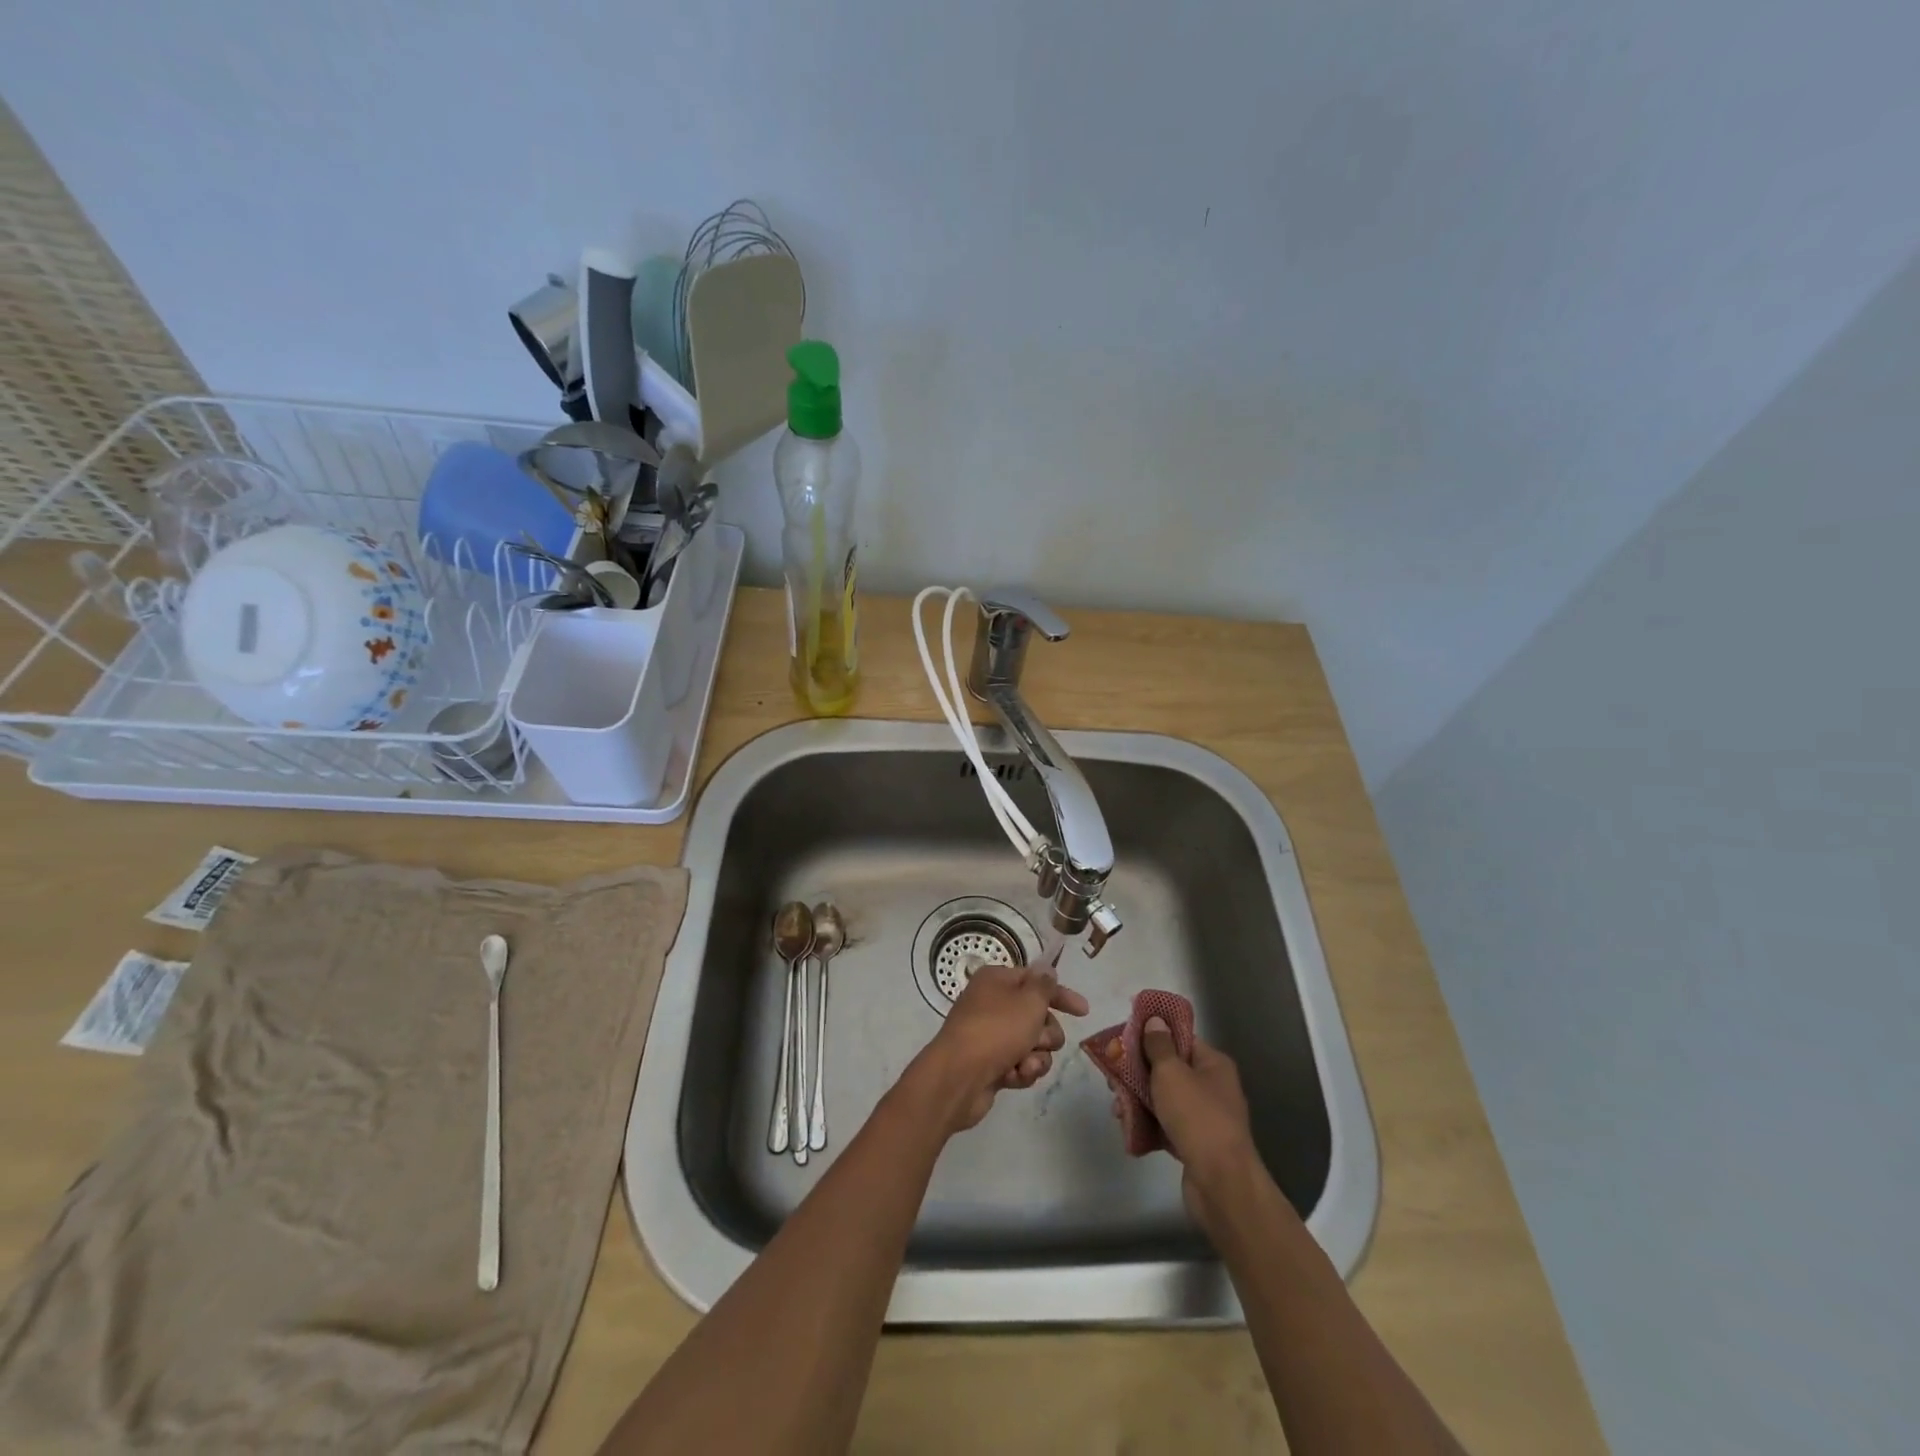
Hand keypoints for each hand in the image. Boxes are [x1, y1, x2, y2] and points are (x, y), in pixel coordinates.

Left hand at [913, 962, 1089, 1132]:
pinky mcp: (991, 1064)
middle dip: (1046, 1033)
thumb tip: (1046, 970)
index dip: (1061, 996)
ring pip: (1033, 1045)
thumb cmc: (996, 1031)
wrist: (958, 1077)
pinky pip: (1020, 1065)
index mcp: (997, 980)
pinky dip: (1021, 1071)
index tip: (1084, 1011)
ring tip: (1024, 1064)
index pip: (1036, 981)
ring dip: (1035, 1057)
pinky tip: (1012, 1077)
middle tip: (1038, 1041)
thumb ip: (1044, 985)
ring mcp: (990, 1036)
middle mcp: (992, 1004)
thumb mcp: (1028, 1002)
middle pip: (1038, 1016)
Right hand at [1129, 1017, 1260, 1228]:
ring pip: (1163, 1098)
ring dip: (1138, 1099)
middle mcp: (1212, 1087)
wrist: (1221, 1184)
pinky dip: (1147, 1123)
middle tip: (1112, 1076)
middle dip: (1138, 1072)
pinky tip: (1127, 1126)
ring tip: (1116, 1107)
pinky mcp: (1194, 1143)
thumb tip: (1156, 1020)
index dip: (1153, 1034)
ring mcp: (1204, 1117)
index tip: (1124, 1037)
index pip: (1181, 1038)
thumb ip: (1159, 1045)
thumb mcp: (1171, 1073)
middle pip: (1169, 1069)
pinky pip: (1165, 1124)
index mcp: (1213, 1064)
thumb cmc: (1197, 1117)